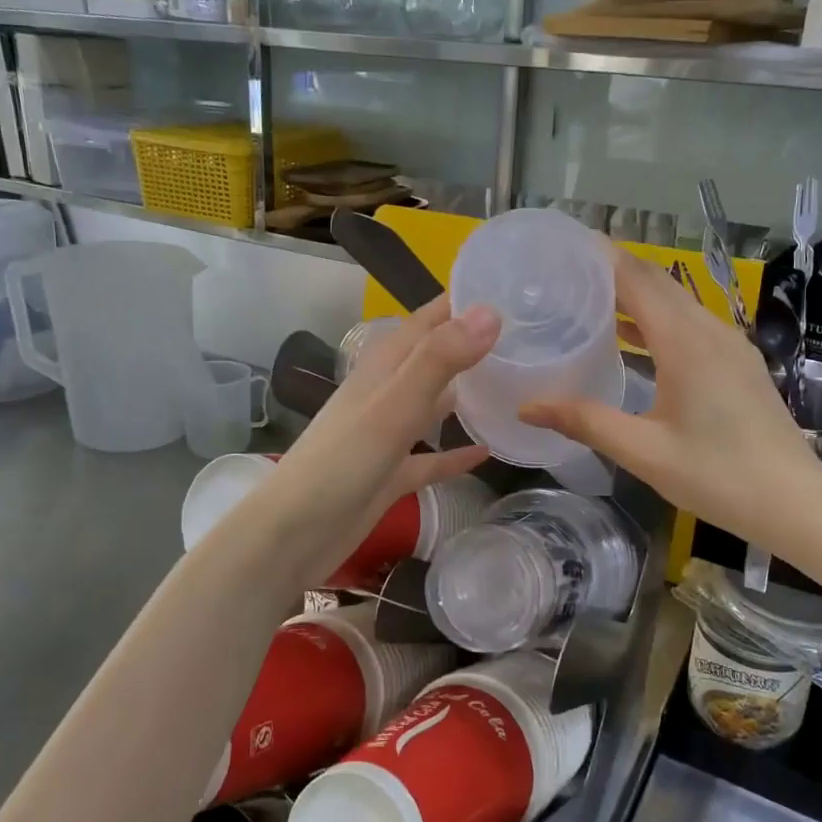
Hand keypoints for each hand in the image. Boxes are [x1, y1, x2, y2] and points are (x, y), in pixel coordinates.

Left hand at [261, 296, 498, 584]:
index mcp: (384, 366)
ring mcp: (389, 434)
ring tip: (515, 383)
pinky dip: (457, 452)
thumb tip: (491, 312)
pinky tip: (488, 450)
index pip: (429, 319)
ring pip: (435, 403)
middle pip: (435, 357)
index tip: (511, 287)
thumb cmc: (342, 463)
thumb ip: (440, 359)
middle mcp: (387, 392)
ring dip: (467, 392)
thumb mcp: (394, 406)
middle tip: (526, 335)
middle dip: (473, 343)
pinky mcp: (392, 473)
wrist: (294, 534)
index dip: (464, 301)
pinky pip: (432, 456)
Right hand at [520, 251, 821, 549]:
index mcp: (685, 342)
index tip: (564, 248)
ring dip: (636, 296)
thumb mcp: (643, 452)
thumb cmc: (717, 476)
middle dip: (614, 271)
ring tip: (589, 301)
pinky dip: (657, 320)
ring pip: (677, 303)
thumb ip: (585, 421)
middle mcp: (709, 330)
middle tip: (567, 273)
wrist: (794, 503)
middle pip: (658, 283)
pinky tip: (632, 340)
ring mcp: (730, 345)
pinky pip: (691, 324)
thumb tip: (527, 406)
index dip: (601, 257)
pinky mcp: (739, 362)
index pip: (636, 279)